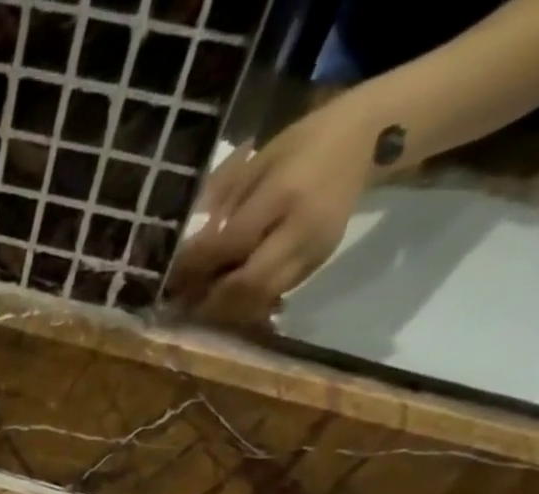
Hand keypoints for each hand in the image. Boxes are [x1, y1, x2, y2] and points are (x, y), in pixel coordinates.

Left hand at [168, 96, 383, 325]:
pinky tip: (226, 300)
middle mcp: (301, 230)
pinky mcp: (317, 264)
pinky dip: (246, 304)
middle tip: (180, 306)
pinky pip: (274, 294)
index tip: (169, 279)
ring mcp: (312, 251)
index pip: (230, 244)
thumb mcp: (259, 161)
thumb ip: (223, 203)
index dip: (196, 267)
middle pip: (246, 285)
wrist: (370, 138)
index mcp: (283, 195)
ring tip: (198, 308)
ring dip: (225, 309)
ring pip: (261, 297)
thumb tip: (185, 249)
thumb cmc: (304, 144)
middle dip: (209, 300)